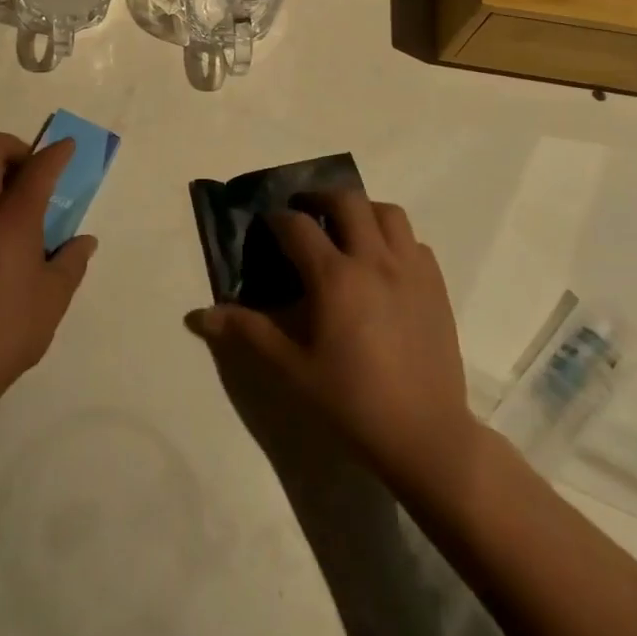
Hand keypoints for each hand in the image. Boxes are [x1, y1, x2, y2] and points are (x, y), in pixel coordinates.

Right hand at [187, 191, 475, 492]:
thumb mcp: (291, 369)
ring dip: (362, 211)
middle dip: (320, 198)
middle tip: (306, 213)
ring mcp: (410, 270)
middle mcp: (373, 260)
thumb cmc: (351, 402)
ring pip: (388, 213)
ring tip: (348, 229)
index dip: (278, 220)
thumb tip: (200, 315)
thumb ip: (248, 332)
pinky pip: (415, 243)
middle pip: (346, 200)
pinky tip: (384, 263)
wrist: (425, 437)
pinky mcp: (436, 286)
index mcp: (334, 277)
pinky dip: (395, 240)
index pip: (298, 225)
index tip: (268, 227)